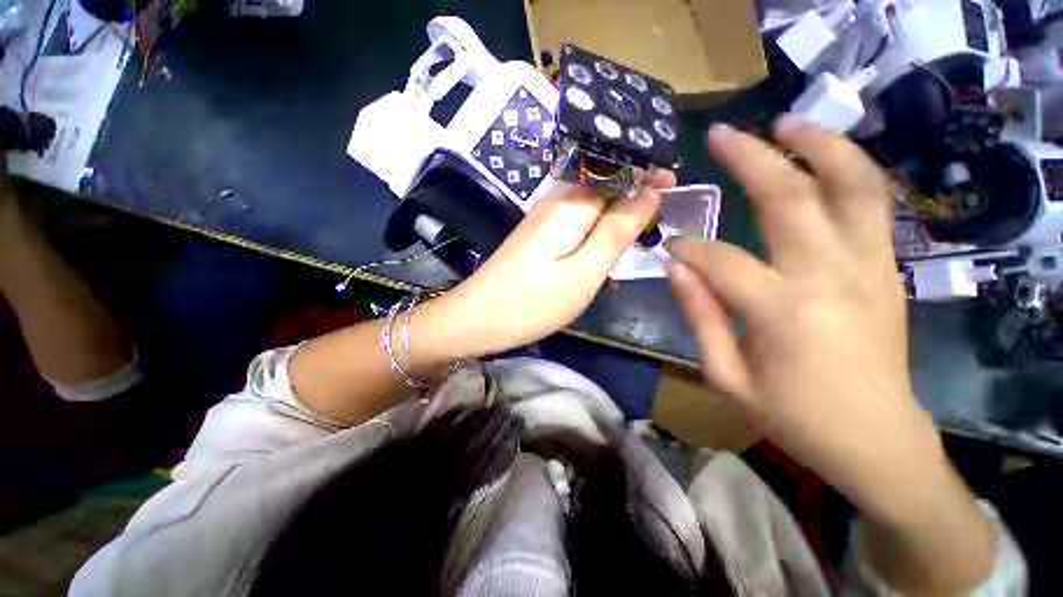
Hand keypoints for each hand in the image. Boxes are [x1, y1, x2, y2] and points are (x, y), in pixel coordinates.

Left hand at [416, 170, 674, 360]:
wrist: (476, 319)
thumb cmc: (532, 302)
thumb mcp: (583, 272)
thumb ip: (616, 231)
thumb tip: (647, 194)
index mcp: (570, 204)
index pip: (616, 171)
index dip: (646, 174)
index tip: (673, 188)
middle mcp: (555, 202)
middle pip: (604, 189)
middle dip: (632, 204)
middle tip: (652, 233)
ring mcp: (542, 220)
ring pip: (590, 212)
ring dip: (613, 229)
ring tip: (628, 256)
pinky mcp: (537, 238)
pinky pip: (574, 230)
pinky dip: (592, 244)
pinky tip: (599, 269)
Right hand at [667, 118, 947, 523]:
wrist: (877, 441)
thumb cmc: (796, 418)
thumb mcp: (728, 377)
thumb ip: (699, 316)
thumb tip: (675, 267)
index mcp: (783, 313)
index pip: (721, 260)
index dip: (689, 247)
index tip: (670, 244)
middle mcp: (832, 277)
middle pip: (790, 197)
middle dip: (750, 159)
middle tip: (722, 135)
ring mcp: (870, 268)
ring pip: (852, 185)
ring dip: (819, 145)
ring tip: (788, 122)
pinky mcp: (887, 270)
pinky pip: (871, 206)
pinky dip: (847, 172)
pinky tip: (821, 160)